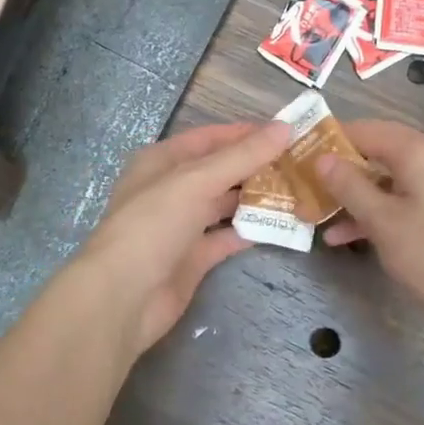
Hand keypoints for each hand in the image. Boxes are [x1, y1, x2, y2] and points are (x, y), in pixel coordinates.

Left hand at [77, 120, 292, 359]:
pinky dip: (248, 231)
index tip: (287, 133)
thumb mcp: (197, 181)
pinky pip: (225, 238)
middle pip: (219, 171)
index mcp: (162, 162)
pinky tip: (279, 225)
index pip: (210, 138)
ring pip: (224, 204)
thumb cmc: (153, 225)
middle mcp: (170, 190)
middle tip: (300, 164)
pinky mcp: (192, 258)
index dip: (246, 134)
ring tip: (297, 191)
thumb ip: (242, 156)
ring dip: (255, 198)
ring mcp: (181, 226)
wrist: (123, 297)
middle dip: (256, 167)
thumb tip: (285, 127)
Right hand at [317, 120, 423, 354]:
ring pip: (390, 183)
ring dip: (355, 199)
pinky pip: (406, 203)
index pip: (367, 130)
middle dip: (341, 173)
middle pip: (379, 155)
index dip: (332, 140)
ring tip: (319, 221)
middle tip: (307, 189)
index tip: (301, 155)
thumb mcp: (382, 221)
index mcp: (420, 152)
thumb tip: (322, 158)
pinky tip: (350, 238)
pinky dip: (379, 215)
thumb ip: (349, 186)